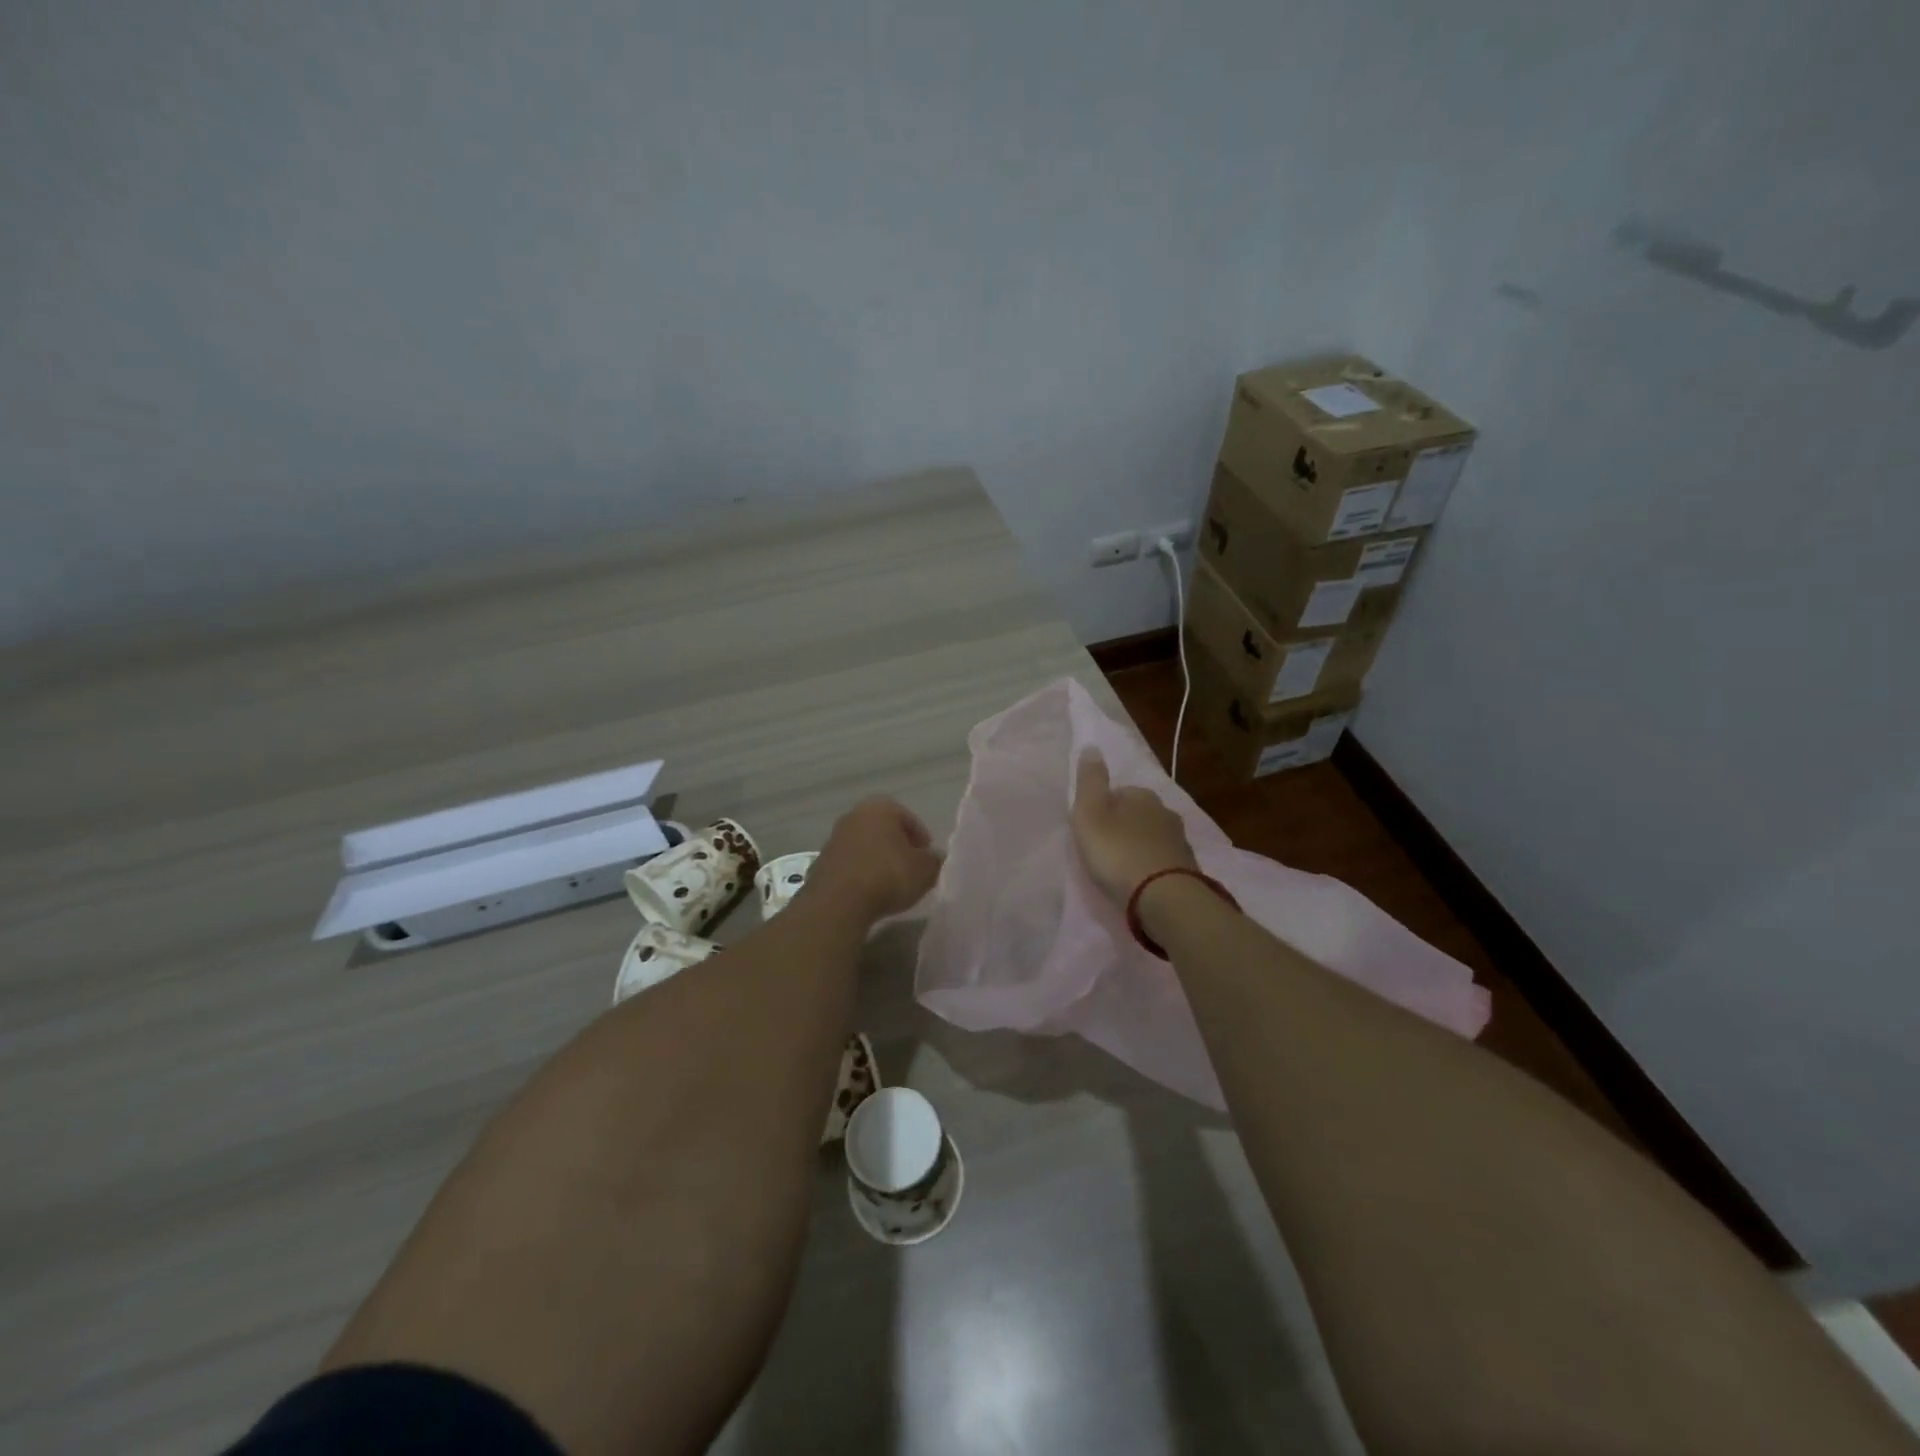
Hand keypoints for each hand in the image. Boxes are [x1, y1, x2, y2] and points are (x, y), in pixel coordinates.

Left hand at [804, 797, 942, 925]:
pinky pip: (849, 864)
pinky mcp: (821, 863)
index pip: (908, 818)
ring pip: (865, 846)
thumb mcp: (925, 870)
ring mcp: (833, 838)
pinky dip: (861, 874)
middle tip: (911, 868)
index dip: (921, 838)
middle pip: (883, 829)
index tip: (928, 857)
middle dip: (898, 846)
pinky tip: (869, 892)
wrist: (838, 903)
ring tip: (891, 884)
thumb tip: (934, 858)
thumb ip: (934, 860)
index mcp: (880, 808)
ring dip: (877, 860)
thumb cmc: (888, 876)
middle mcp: (854, 815)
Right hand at [1070, 749, 1197, 905]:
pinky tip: (1142, 879)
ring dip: (1139, 845)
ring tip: (1122, 866)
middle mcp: (1165, 811)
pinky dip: (1152, 865)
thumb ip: (1090, 781)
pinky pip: (1163, 858)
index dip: (1103, 808)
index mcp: (1141, 795)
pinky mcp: (1188, 867)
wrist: (1163, 897)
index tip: (1091, 828)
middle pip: (1138, 813)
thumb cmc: (1118, 852)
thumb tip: (1092, 746)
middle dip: (1124, 826)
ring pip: (1152, 836)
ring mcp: (1180, 840)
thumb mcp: (1090, 814)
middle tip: (1105, 848)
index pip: (1119, 792)